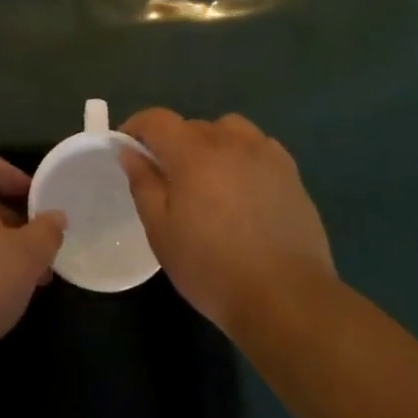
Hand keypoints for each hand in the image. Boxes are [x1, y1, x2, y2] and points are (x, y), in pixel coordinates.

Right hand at [119, 109, 337, 338]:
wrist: (285, 297)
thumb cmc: (212, 267)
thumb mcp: (161, 231)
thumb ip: (144, 184)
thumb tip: (130, 151)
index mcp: (193, 152)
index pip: (157, 120)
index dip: (136, 126)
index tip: (127, 149)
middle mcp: (230, 141)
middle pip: (192, 126)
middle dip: (172, 144)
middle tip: (167, 180)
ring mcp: (265, 154)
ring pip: (229, 130)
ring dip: (211, 144)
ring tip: (209, 179)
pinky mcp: (290, 173)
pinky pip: (258, 147)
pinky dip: (242, 155)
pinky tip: (243, 188)